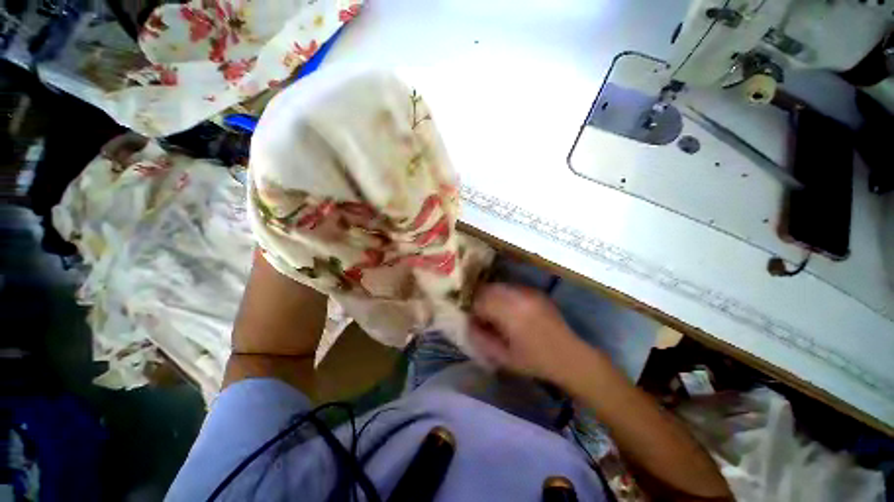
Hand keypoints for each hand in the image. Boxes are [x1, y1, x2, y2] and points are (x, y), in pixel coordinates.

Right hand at [468, 283, 587, 382]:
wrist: (570, 356)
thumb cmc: (535, 361)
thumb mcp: (503, 357)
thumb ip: (481, 339)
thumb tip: (468, 322)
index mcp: (510, 313)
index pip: (479, 300)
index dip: (472, 309)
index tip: (474, 320)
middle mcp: (518, 296)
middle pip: (487, 288)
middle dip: (480, 300)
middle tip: (481, 315)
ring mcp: (528, 291)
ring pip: (499, 286)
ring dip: (491, 296)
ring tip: (495, 313)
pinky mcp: (535, 291)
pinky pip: (511, 287)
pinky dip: (504, 295)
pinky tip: (509, 310)